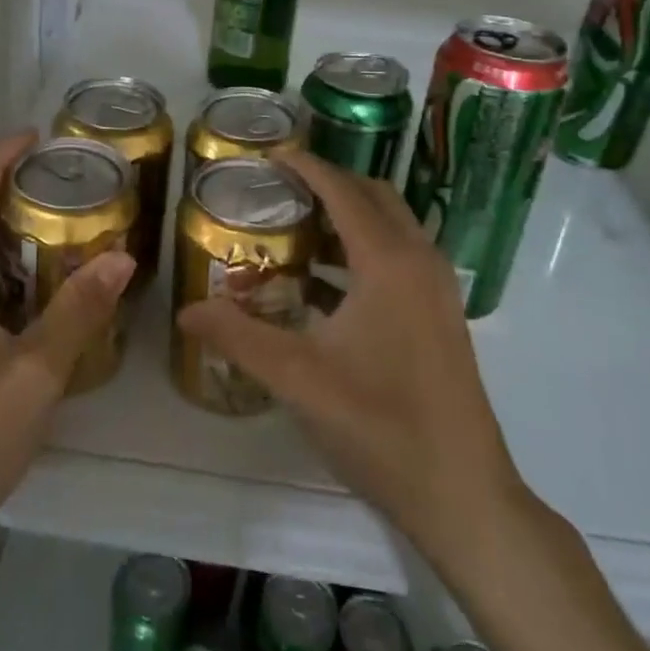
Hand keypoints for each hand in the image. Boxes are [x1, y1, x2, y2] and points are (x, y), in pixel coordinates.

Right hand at [176, 152, 527, 572]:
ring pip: (391, 228)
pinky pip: (398, 259)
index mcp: (389, 262)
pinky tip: (323, 285)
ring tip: (294, 228)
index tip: (271, 155)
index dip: (308, 167)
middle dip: (329, 184)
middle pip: (374, 197)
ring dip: (348, 218)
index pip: (344, 192)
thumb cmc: (381, 426)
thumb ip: (238, 337)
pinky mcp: (440, 316)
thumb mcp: (298, 379)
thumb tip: (186, 310)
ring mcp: (436, 290)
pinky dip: (362, 252)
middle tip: (280, 189)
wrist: (463, 495)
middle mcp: (419, 262)